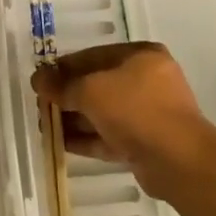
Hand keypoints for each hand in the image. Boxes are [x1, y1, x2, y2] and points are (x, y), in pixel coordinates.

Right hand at [32, 42, 215, 199]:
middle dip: (68, 96)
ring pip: (103, 112)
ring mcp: (149, 113)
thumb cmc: (135, 109)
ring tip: (45, 127)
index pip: (94, 56)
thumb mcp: (91, 90)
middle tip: (41, 106)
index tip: (40, 80)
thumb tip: (37, 79)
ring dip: (74, 119)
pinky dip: (87, 138)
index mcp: (141, 56)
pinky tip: (60, 144)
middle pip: (98, 84)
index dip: (64, 67)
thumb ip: (62, 85)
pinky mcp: (146, 143)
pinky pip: (110, 135)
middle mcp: (147, 80)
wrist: (178, 160)